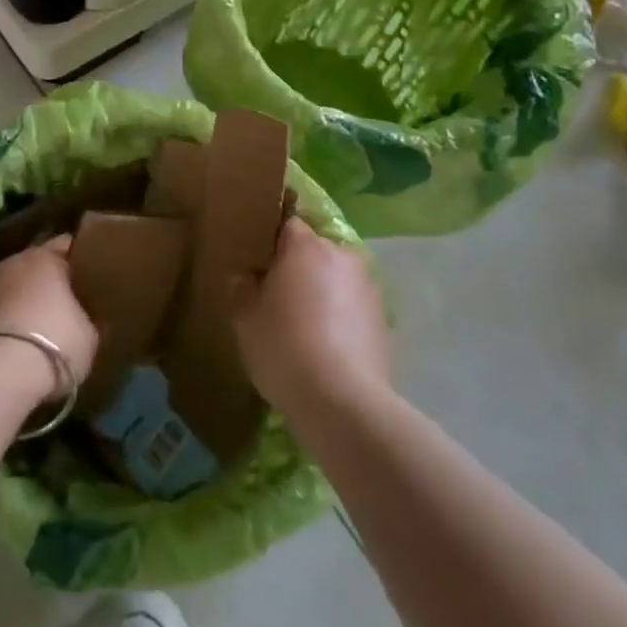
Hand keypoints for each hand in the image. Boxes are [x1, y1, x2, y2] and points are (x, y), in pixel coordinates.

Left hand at [0, 236, 98, 401]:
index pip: (68, 244)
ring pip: (14, 286)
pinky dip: (7, 320)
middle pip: (37, 264)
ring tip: (41, 322)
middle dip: (50, 278)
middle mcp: (15, 261)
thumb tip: (92, 319)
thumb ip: (91, 320)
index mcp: (47, 256)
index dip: (81, 257)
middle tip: (69, 298)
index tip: (93, 272)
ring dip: (25, 299)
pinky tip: (19, 340)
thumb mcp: (90, 336)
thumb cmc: (54, 342)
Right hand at [232, 218, 388, 416]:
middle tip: (278, 295)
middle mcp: (341, 255)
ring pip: (336, 277)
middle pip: (315, 249)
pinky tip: (327, 345)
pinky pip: (353, 304)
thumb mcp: (245, 319)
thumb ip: (243, 288)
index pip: (288, 223)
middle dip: (299, 266)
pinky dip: (341, 315)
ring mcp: (367, 285)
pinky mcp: (383, 317)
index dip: (273, 239)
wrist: (343, 402)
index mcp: (305, 246)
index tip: (261, 260)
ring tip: (305, 324)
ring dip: (322, 290)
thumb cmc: (284, 348)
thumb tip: (248, 276)